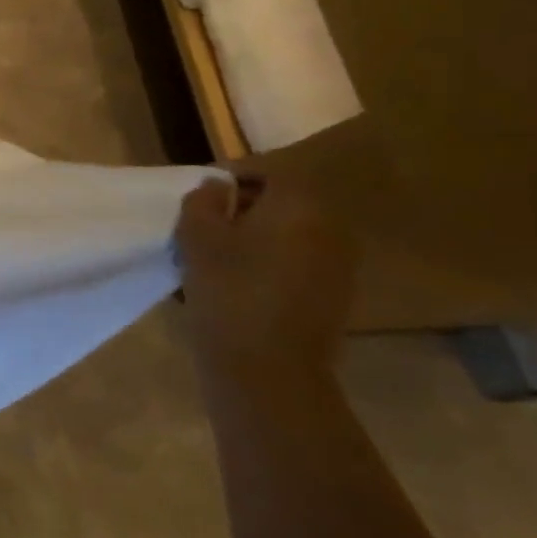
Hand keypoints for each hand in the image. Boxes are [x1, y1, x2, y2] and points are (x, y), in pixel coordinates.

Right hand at [175, 176, 355, 385]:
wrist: (268, 365)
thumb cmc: (228, 289)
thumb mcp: (196, 236)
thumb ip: (203, 200)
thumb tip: (217, 187)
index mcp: (300, 206)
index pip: (269, 172)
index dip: (232, 176)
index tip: (201, 193)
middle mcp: (331, 228)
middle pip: (284, 201)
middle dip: (244, 206)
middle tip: (205, 222)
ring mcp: (339, 264)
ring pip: (291, 232)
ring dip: (256, 234)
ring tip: (217, 252)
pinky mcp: (334, 294)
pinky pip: (298, 259)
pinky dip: (269, 259)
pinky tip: (239, 280)